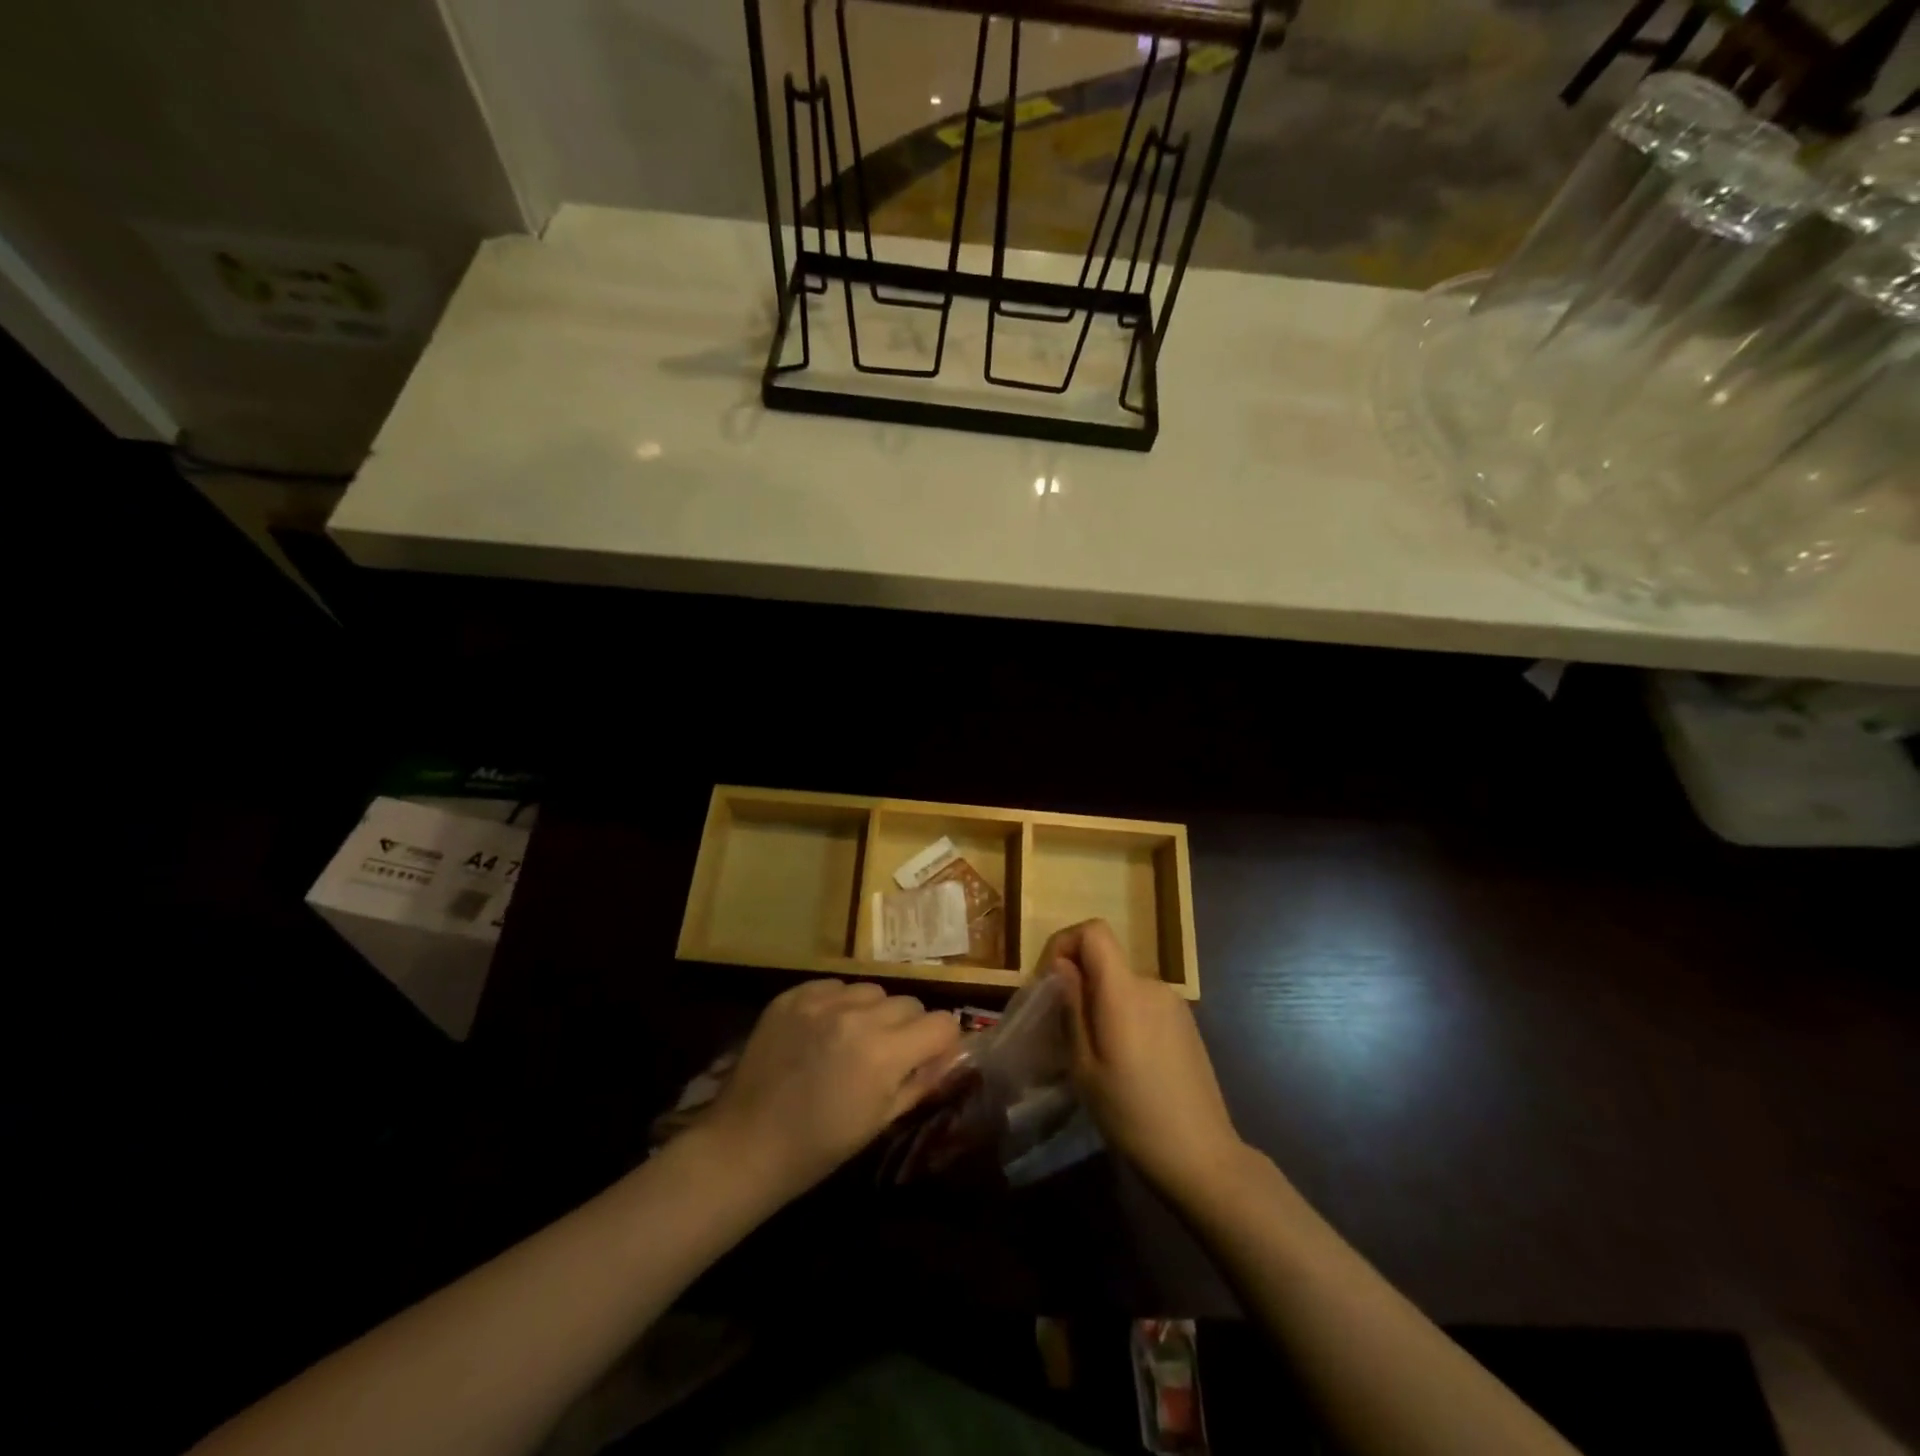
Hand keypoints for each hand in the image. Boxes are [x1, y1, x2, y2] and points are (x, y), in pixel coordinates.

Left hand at [701, 979, 960, 1200]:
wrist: (746, 1145)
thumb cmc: (819, 1146)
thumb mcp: (881, 1121)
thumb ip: (922, 1080)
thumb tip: (950, 1054)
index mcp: (885, 1053)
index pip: (942, 1022)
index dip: (942, 1042)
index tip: (930, 1056)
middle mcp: (858, 1016)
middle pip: (909, 1003)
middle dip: (908, 1027)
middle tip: (888, 1054)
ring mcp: (822, 1001)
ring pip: (872, 990)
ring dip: (873, 1012)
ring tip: (852, 1040)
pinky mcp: (793, 995)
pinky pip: (834, 986)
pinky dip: (838, 1004)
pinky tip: (823, 1031)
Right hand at [1045, 920, 1245, 1204]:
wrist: (1202, 1157)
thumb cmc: (1132, 1114)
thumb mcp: (1085, 1067)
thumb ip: (1072, 1008)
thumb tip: (1062, 966)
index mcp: (1124, 991)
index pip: (1094, 931)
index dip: (1066, 942)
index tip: (1050, 981)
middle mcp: (1151, 985)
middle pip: (1106, 960)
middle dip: (1079, 982)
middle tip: (1063, 1028)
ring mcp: (1174, 1003)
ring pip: (1123, 984)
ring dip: (1102, 1002)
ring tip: (1094, 1052)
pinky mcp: (1186, 1023)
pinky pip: (1144, 1003)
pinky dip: (1125, 1016)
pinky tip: (1126, 1062)